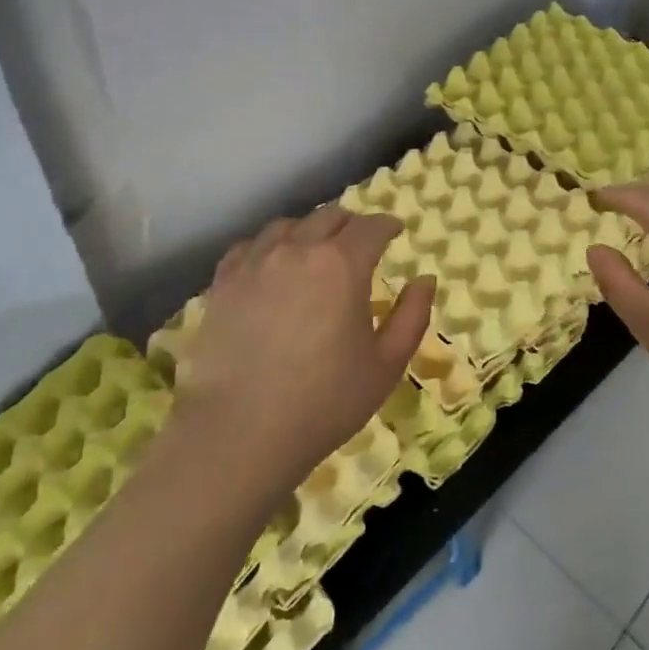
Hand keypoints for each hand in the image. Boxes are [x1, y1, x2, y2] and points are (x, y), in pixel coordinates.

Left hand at [177, 207, 435, 496]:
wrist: (239, 433)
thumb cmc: (324, 402)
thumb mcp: (386, 366)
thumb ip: (412, 316)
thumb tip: (425, 280)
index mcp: (342, 265)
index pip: (371, 227)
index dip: (387, 225)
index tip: (395, 231)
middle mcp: (297, 250)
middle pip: (328, 216)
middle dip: (351, 224)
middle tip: (360, 242)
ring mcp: (255, 263)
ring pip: (287, 226)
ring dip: (309, 230)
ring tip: (314, 250)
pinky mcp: (223, 283)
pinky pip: (248, 246)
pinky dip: (268, 246)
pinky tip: (271, 265)